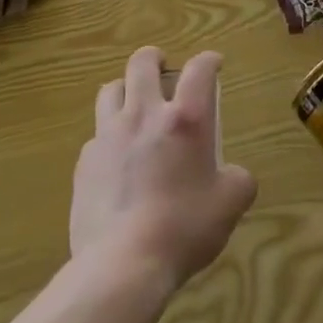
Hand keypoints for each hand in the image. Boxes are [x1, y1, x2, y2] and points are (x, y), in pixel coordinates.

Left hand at [71, 46, 255, 294]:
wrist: (122, 265)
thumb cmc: (183, 228)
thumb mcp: (229, 205)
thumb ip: (238, 180)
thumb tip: (235, 175)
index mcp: (185, 119)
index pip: (199, 69)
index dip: (209, 60)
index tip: (214, 65)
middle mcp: (144, 114)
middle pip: (142, 63)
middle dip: (155, 58)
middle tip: (163, 69)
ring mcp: (108, 135)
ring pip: (111, 90)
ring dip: (125, 89)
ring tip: (134, 104)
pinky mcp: (85, 162)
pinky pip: (96, 135)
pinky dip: (108, 137)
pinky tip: (116, 160)